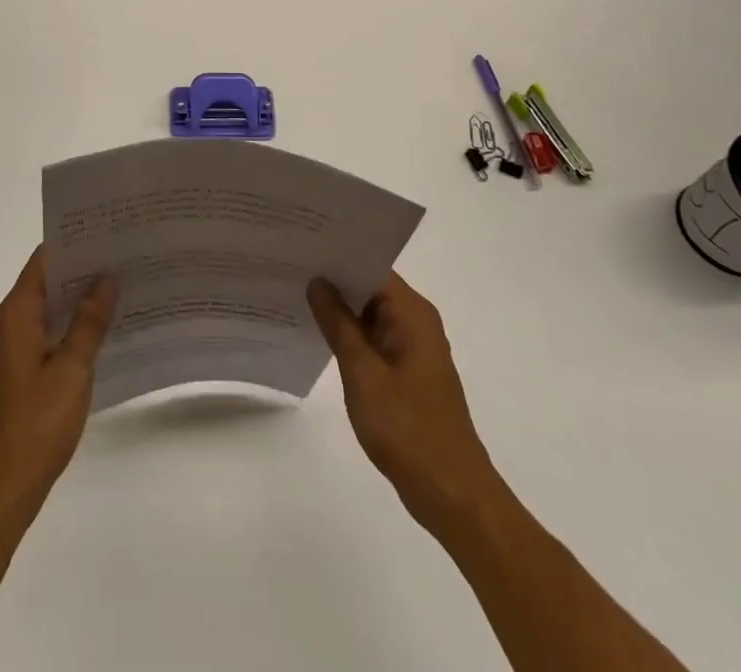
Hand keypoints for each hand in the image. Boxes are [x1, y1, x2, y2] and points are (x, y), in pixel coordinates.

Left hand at [0, 247, 117, 525]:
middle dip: (84, 268)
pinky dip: (73, 326)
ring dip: (81, 299)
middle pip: (49, 281)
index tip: (110, 231)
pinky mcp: (19, 372)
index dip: (76, 242)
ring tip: (124, 286)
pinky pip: (49, 334)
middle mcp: (10, 323)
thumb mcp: (71, 371)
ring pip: (51, 309)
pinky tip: (105, 331)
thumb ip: (89, 323)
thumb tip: (107, 278)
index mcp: (17, 313)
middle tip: (127, 255)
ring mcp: (13, 349)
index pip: (45, 259)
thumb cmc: (34, 426)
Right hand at [308, 271, 497, 538]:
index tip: (301, 247)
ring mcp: (413, 348)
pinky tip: (317, 336)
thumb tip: (318, 281)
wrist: (452, 494)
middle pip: (370, 287)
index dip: (337, 256)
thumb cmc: (407, 428)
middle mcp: (416, 322)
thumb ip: (338, 323)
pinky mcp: (408, 373)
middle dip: (333, 280)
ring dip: (339, 310)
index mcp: (412, 313)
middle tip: (288, 268)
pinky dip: (350, 336)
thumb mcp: (363, 372)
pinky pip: (374, 339)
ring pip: (370, 314)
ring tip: (294, 295)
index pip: (371, 266)